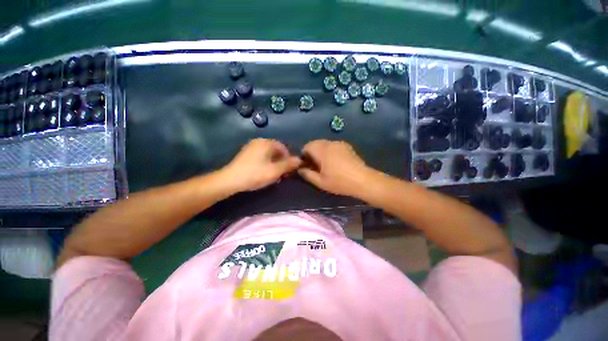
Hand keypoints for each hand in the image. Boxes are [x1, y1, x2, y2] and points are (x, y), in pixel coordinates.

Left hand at [222, 139, 301, 192]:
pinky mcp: (246, 154)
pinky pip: (261, 157)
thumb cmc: (255, 174)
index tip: (289, 170)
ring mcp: (251, 147)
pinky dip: (266, 164)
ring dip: (274, 164)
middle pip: (276, 151)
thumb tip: (300, 160)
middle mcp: (259, 142)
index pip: (283, 148)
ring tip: (274, 175)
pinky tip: (264, 173)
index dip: (289, 159)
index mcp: (266, 143)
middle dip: (281, 162)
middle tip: (282, 174)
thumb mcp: (275, 170)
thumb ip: (288, 164)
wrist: (230, 180)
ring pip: (268, 155)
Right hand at [298, 140, 371, 197]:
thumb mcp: (320, 182)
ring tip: (325, 165)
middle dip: (312, 153)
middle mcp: (330, 143)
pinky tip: (335, 162)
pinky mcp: (347, 146)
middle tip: (315, 166)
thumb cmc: (339, 182)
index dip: (304, 155)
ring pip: (324, 144)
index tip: (307, 165)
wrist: (363, 180)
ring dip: (321, 152)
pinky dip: (330, 151)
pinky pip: (333, 146)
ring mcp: (339, 143)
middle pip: (315, 143)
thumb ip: (307, 174)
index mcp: (322, 150)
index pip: (307, 146)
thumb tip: (300, 169)